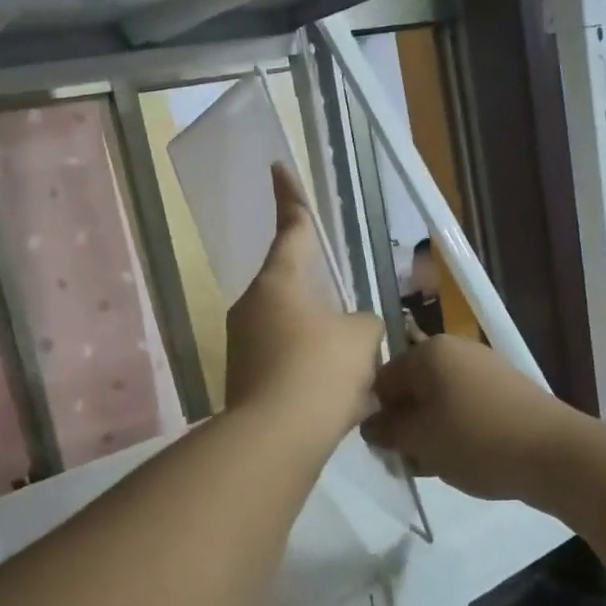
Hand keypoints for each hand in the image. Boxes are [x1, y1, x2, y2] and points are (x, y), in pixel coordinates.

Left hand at [225, 166, 383, 442]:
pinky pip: (288, 366)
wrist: (276, 437)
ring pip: (295, 333)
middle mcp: (252, 307)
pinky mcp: (244, 381)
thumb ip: (362, 324)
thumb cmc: (320, 370)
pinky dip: (312, 376)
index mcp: (279, 283)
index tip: (278, 167)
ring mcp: (243, 346)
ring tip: (356, 377)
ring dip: (323, 347)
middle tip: (353, 331)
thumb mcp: (361, 338)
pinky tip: (338, 402)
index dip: (290, 197)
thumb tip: (352, 330)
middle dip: (324, 305)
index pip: (290, 229)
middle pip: (295, 290)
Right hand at [363, 334, 573, 502]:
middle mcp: (456, 350)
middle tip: (409, 461)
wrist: (556, 454)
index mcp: (429, 351)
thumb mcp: (420, 439)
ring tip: (438, 465)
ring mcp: (485, 368)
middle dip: (406, 426)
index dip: (377, 416)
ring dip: (431, 432)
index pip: (382, 380)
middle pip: (413, 389)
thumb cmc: (476, 440)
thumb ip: (387, 430)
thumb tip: (370, 424)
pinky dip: (458, 431)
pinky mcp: (507, 390)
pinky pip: (467, 408)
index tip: (384, 449)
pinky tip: (464, 459)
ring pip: (439, 401)